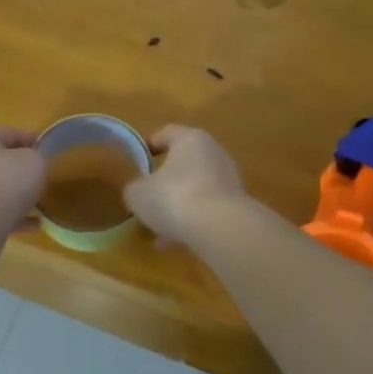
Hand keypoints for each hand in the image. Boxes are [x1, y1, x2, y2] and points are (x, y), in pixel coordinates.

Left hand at [0, 126, 46, 234]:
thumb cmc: (6, 181)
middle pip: (1, 162)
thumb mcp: (34, 161)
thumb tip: (34, 163)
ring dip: (18, 195)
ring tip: (41, 202)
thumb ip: (38, 157)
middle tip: (43, 176)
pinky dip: (16, 217)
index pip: (10, 133)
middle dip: (22, 170)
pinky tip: (35, 224)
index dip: (32, 139)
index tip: (49, 149)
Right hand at [123, 125, 247, 245]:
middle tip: (149, 197)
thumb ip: (135, 188)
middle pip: (184, 162)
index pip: (167, 133)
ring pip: (196, 189)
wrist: (220, 228)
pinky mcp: (237, 204)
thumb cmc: (174, 198)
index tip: (139, 160)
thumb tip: (139, 190)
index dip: (151, 144)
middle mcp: (214, 153)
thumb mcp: (138, 194)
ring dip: (179, 205)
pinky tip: (178, 241)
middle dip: (166, 181)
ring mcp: (229, 179)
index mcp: (190, 139)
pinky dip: (193, 220)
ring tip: (160, 228)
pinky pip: (208, 208)